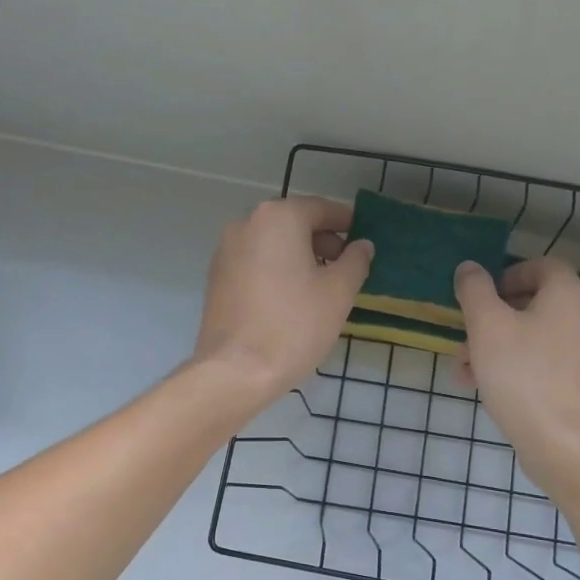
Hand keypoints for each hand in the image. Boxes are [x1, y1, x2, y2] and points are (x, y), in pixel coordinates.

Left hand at [192, 196, 373, 405]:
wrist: (235, 371)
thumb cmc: (294, 325)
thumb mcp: (338, 292)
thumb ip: (356, 260)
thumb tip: (362, 245)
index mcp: (278, 217)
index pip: (321, 208)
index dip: (347, 223)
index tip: (363, 240)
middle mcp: (246, 223)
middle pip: (294, 222)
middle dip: (322, 240)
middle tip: (345, 267)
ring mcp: (225, 250)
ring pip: (272, 243)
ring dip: (298, 256)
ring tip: (320, 287)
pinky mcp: (216, 277)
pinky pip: (255, 262)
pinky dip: (276, 270)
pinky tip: (290, 299)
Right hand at [455, 257, 579, 495]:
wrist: (561, 442)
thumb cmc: (522, 374)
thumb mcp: (487, 325)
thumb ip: (475, 290)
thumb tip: (470, 268)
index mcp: (567, 297)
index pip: (543, 266)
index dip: (510, 274)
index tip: (483, 295)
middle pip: (533, 304)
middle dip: (491, 318)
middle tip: (464, 335)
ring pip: (531, 337)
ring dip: (494, 345)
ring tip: (463, 368)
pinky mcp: (577, 384)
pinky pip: (540, 363)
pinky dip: (512, 366)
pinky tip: (480, 386)